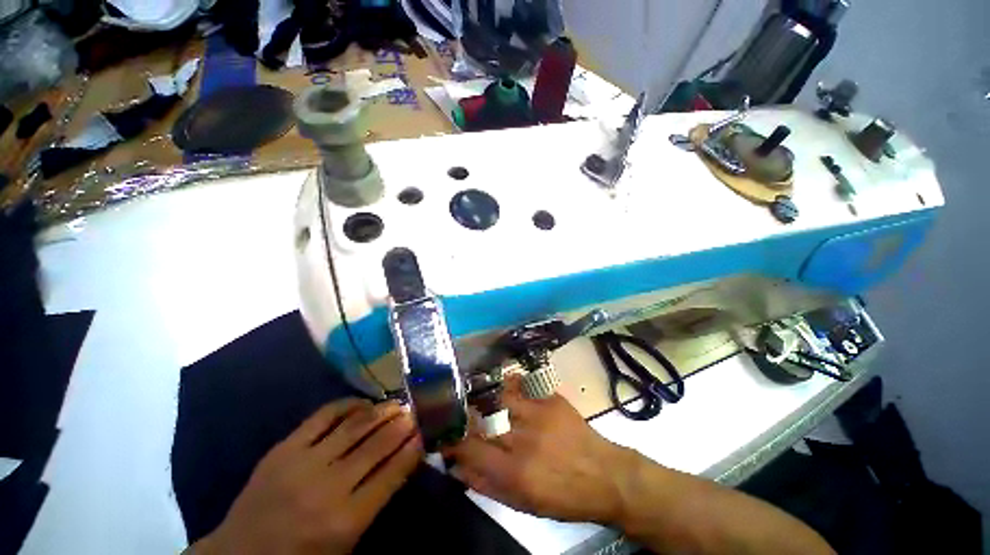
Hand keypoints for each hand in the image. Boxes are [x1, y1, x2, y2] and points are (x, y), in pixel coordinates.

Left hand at [193, 399, 421, 554]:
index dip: (412, 449)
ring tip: (397, 403)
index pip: (392, 474)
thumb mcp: (345, 545)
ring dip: (381, 411)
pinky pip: (323, 416)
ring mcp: (303, 463)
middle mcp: (327, 488)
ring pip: (354, 426)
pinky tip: (363, 403)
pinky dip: (348, 405)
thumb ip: (375, 501)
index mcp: (345, 521)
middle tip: (415, 412)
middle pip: (376, 445)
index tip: (424, 434)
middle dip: (402, 425)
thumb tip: (402, 460)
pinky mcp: (283, 448)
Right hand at [445, 377, 636, 524]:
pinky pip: (522, 386)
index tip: (446, 437)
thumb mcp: (524, 504)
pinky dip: (509, 384)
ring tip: (477, 396)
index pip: (470, 449)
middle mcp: (523, 438)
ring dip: (485, 397)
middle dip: (465, 415)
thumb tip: (458, 469)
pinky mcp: (550, 399)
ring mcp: (538, 413)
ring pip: (499, 397)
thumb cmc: (564, 497)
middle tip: (458, 413)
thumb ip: (487, 486)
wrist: (605, 475)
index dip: (453, 441)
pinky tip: (503, 385)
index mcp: (515, 471)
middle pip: (481, 419)